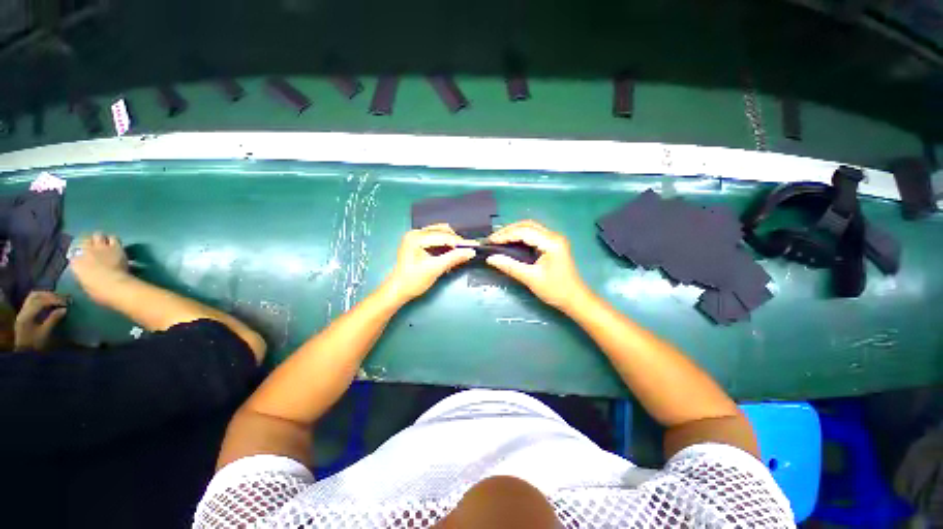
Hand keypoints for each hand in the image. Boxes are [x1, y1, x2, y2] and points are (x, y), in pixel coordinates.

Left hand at [14, 291, 67, 350]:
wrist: (24, 351)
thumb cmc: (35, 344)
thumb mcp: (45, 333)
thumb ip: (53, 320)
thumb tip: (64, 309)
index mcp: (27, 316)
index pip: (40, 302)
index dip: (53, 300)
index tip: (66, 303)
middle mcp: (23, 310)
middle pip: (35, 295)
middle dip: (49, 295)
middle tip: (62, 298)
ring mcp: (23, 311)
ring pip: (33, 296)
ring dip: (45, 295)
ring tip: (56, 298)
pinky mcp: (25, 312)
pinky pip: (32, 300)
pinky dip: (42, 298)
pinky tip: (49, 302)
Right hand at [70, 232, 130, 304]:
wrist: (113, 285)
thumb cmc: (98, 291)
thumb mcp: (84, 283)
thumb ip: (84, 274)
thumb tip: (88, 272)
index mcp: (75, 263)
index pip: (74, 254)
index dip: (79, 255)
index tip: (83, 257)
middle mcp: (85, 251)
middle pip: (85, 240)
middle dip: (89, 242)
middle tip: (95, 247)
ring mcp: (100, 247)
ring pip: (98, 235)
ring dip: (101, 239)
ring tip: (105, 244)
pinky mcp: (115, 246)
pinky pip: (113, 238)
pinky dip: (113, 240)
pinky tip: (115, 245)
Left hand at [385, 224, 476, 301]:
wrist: (398, 291)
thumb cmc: (413, 281)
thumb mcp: (435, 269)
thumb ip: (453, 258)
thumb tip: (471, 252)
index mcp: (416, 237)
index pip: (443, 236)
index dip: (460, 242)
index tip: (474, 246)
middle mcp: (415, 233)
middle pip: (441, 231)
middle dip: (455, 240)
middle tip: (468, 250)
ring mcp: (415, 237)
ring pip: (439, 233)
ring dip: (451, 241)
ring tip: (460, 252)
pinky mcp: (417, 243)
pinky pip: (435, 238)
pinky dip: (445, 244)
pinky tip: (451, 252)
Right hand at [486, 220, 588, 309]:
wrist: (575, 299)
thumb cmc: (555, 290)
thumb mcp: (530, 278)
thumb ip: (510, 266)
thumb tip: (490, 258)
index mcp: (551, 242)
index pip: (523, 232)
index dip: (504, 235)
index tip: (489, 242)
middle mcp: (553, 236)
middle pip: (527, 225)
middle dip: (508, 230)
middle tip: (492, 240)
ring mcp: (554, 239)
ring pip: (530, 228)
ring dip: (513, 232)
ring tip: (498, 240)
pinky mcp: (552, 244)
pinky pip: (533, 234)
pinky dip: (520, 236)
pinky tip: (510, 242)